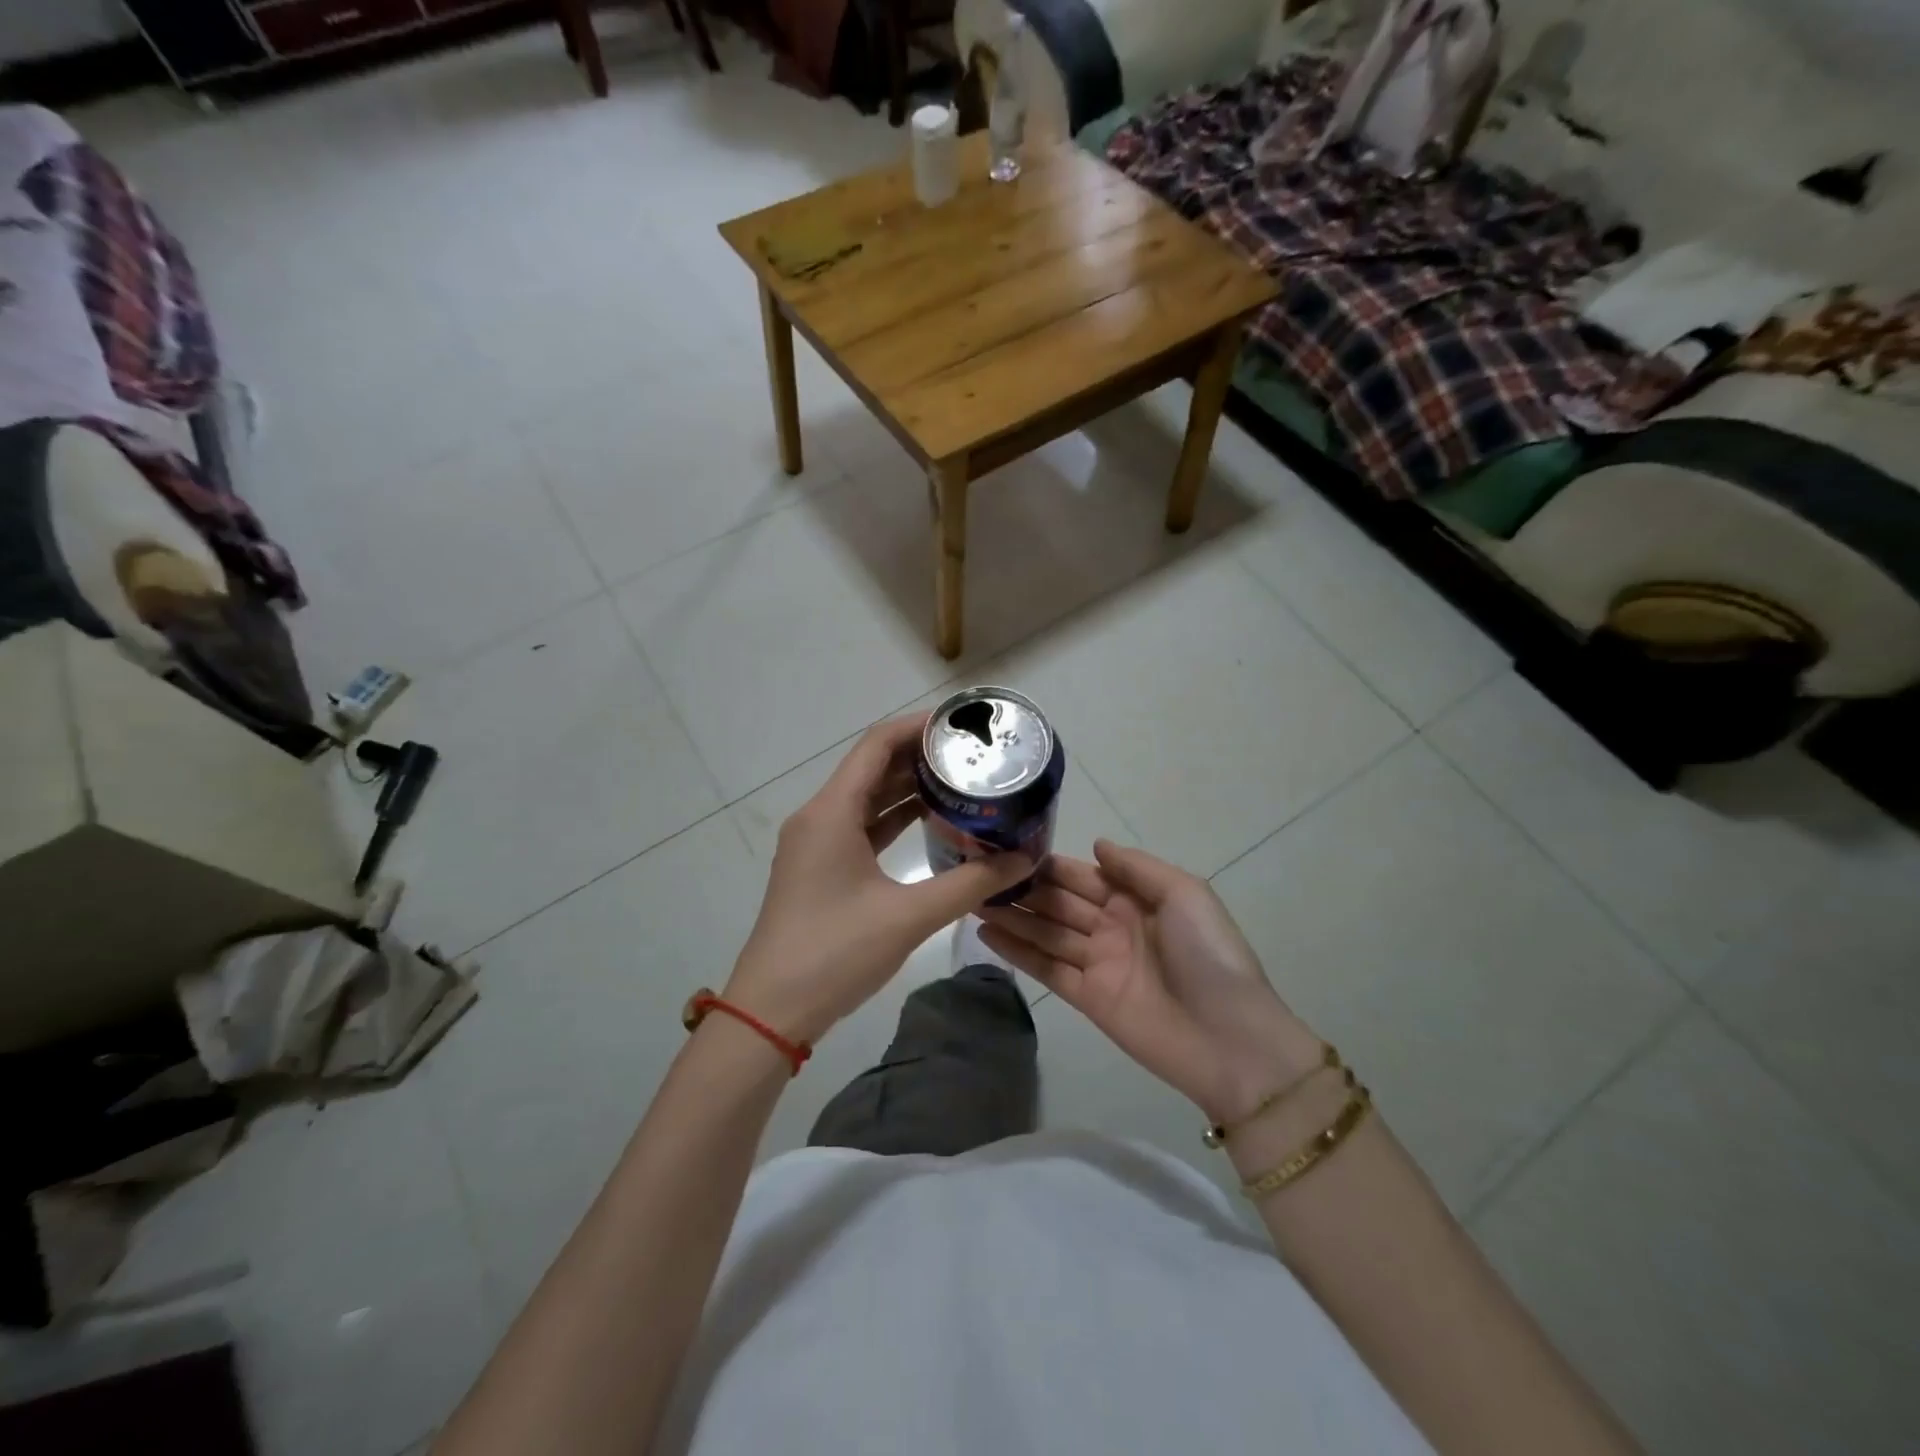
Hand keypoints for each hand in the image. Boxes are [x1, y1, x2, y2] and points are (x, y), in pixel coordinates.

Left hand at [724, 715, 1032, 1044]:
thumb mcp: (909, 916)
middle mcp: (819, 816)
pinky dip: (894, 819)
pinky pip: (861, 827)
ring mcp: (816, 843)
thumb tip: (1022, 860)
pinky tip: (931, 822)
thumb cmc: (835, 953)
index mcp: (831, 812)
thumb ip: (970, 883)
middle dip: (920, 757)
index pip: (877, 745)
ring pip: (867, 799)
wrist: (772, 1010)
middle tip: (972, 756)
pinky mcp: (820, 868)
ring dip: (909, 788)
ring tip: (961, 782)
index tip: (961, 726)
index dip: (918, 727)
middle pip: (872, 767)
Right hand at [979, 840, 1324, 1123]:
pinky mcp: (1086, 998)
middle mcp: (1112, 926)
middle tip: (976, 874)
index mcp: (1136, 898)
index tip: (1007, 850)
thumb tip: (1095, 845)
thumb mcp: (1185, 894)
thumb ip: (1136, 868)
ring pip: (1046, 933)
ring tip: (970, 900)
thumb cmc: (1208, 955)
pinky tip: (987, 935)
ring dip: (1011, 917)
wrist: (1229, 1039)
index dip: (1046, 865)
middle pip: (1058, 902)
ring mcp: (1098, 963)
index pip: (1081, 875)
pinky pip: (1047, 968)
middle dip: (1021, 889)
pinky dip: (1018, 952)